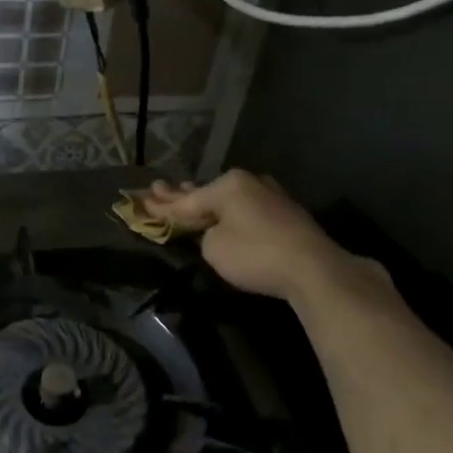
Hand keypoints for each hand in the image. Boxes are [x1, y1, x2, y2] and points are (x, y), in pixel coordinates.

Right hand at [141, 170, 390, 304]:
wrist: (312, 268)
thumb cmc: (255, 254)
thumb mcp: (214, 248)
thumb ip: (205, 235)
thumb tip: (214, 230)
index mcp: (228, 186)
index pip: (186, 200)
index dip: (161, 206)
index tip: (141, 201)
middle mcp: (248, 183)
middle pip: (206, 193)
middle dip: (181, 194)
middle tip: (157, 188)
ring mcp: (269, 196)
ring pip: (228, 198)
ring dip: (207, 201)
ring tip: (186, 193)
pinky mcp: (284, 213)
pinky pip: (245, 208)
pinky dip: (229, 211)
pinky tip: (224, 209)